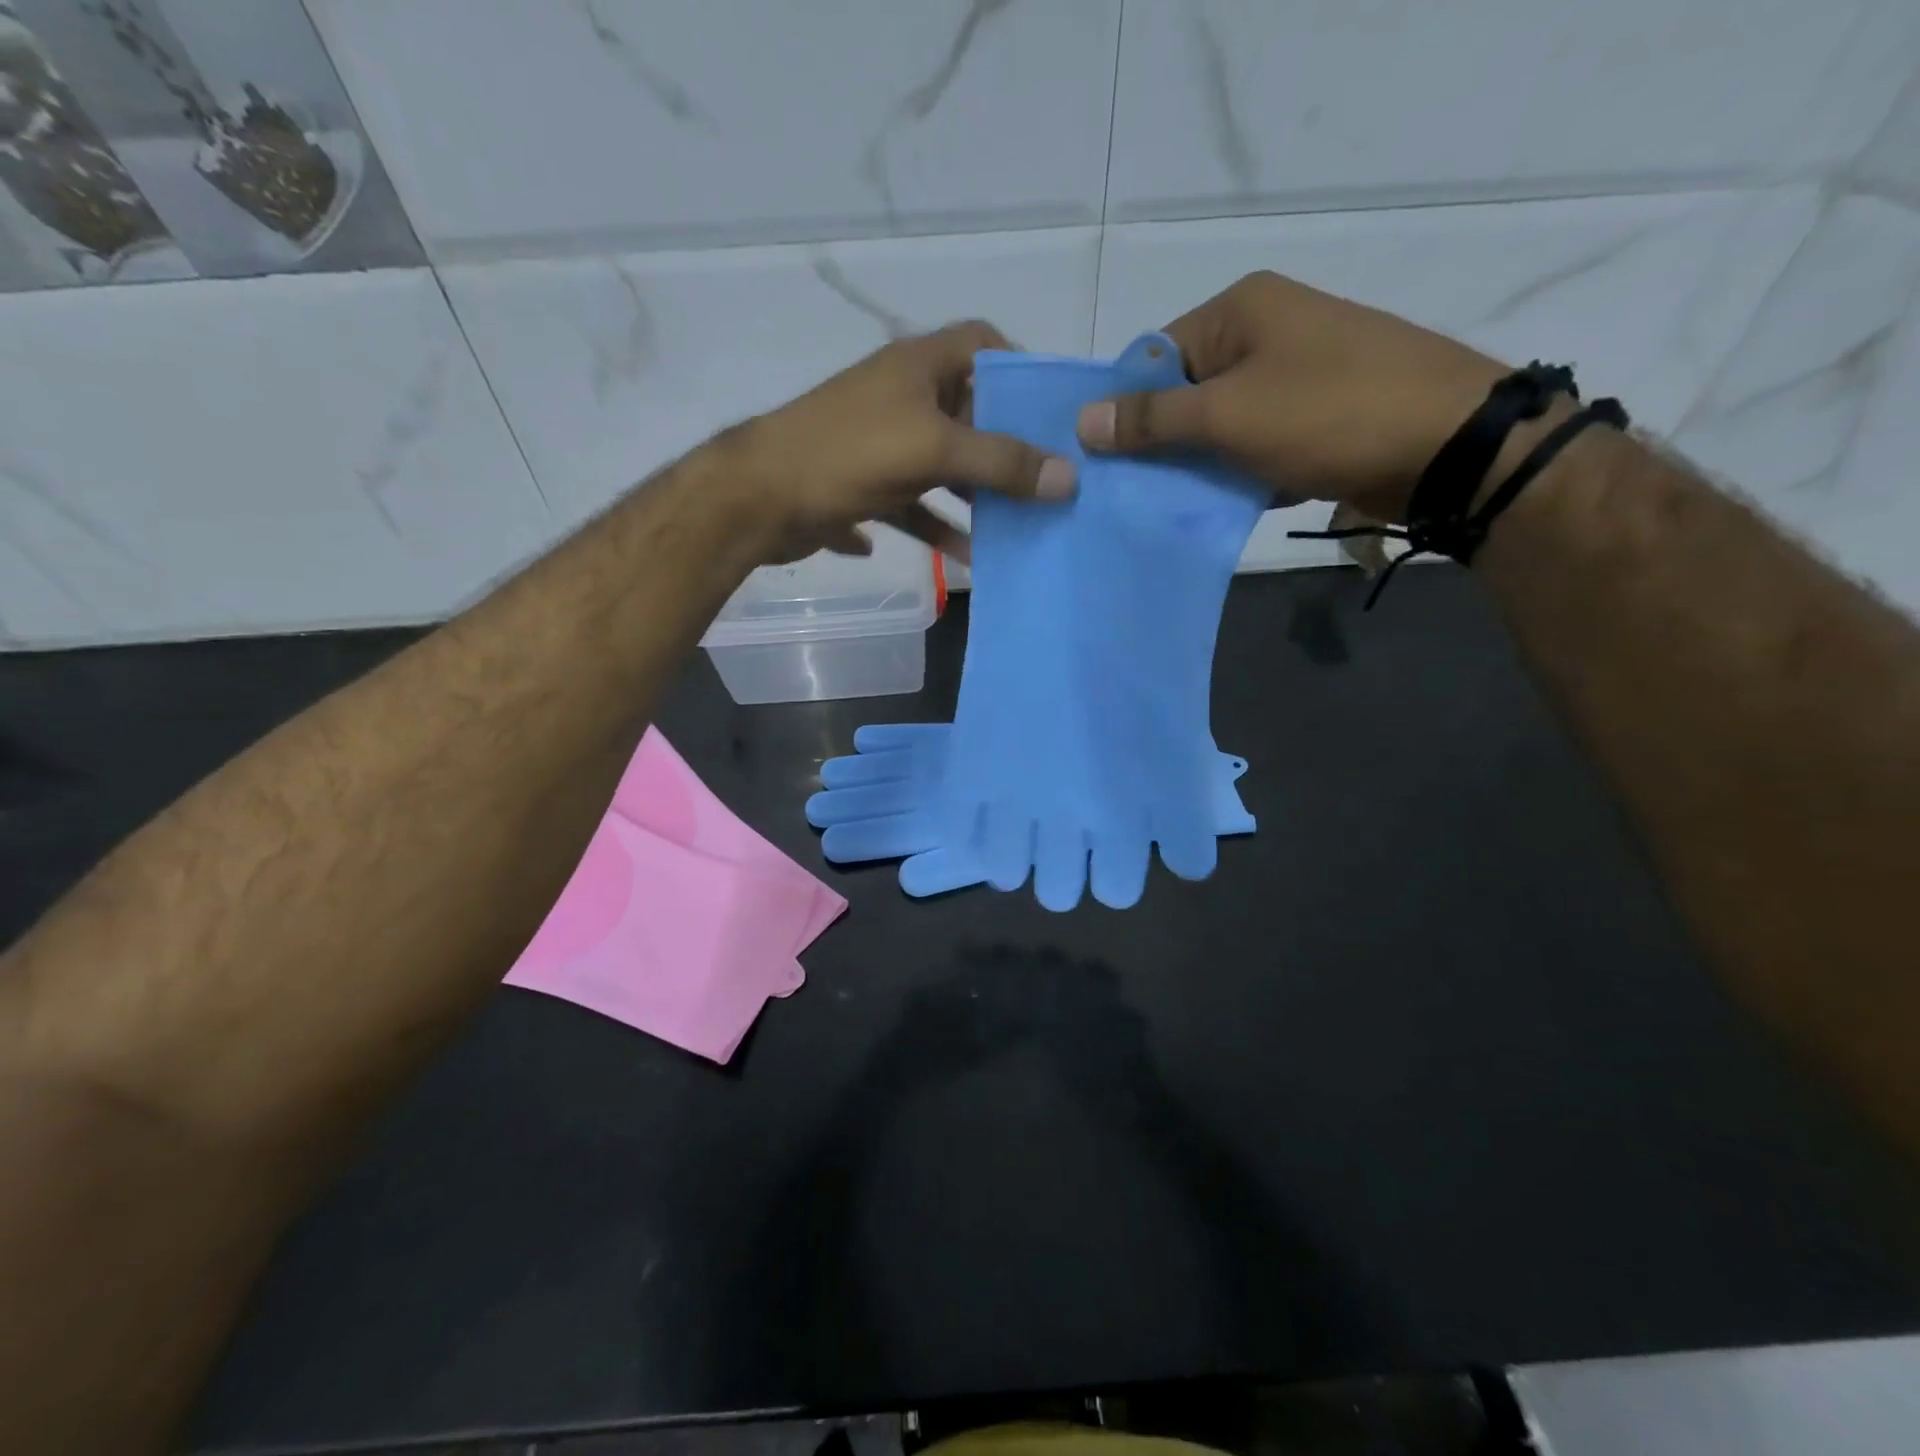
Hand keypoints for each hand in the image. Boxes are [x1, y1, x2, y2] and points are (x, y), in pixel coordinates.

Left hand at [722, 321, 1075, 564]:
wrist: (758, 499)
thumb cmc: (848, 454)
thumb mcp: (933, 450)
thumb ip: (1001, 462)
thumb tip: (1069, 478)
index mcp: (918, 367)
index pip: (981, 343)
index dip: (1019, 367)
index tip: (1049, 412)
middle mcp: (900, 398)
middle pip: (968, 415)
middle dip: (1003, 452)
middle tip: (1042, 486)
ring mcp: (878, 444)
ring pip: (939, 470)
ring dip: (969, 502)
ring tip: (1005, 535)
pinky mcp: (859, 487)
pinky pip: (906, 507)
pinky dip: (927, 527)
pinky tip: (952, 556)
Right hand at [1076, 271, 1509, 522]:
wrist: (1446, 444)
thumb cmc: (1327, 413)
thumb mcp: (1227, 414)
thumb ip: (1153, 419)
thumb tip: (1084, 420)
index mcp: (1240, 309)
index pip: (1154, 356)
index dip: (1125, 408)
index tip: (1103, 462)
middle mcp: (1265, 331)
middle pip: (1185, 392)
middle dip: (1160, 444)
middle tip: (1131, 492)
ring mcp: (1294, 373)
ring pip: (1218, 424)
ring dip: (1197, 464)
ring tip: (1170, 504)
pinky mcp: (1314, 415)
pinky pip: (1253, 443)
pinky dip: (1235, 471)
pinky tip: (1222, 503)